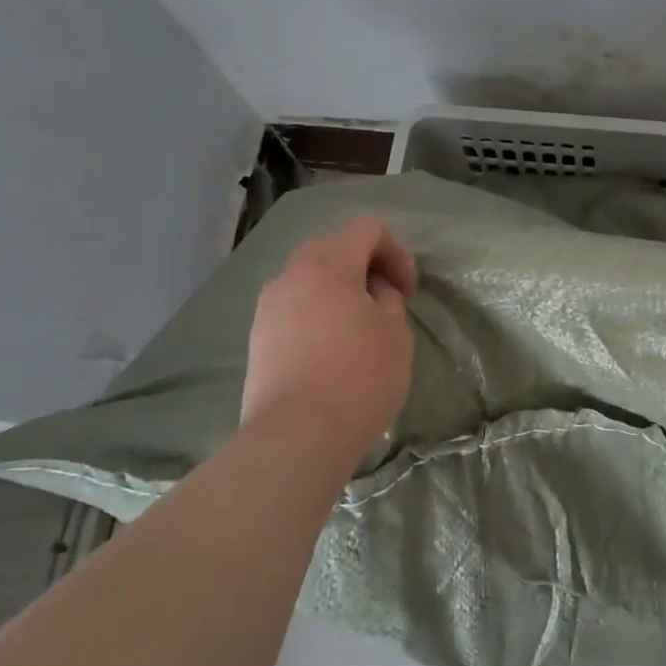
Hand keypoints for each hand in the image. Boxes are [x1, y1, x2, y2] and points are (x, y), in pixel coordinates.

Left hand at [239, 217, 416, 468]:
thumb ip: (388, 300)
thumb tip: (372, 293)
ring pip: (311, 278)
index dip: (397, 251)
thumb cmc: (358, 377)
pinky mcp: (258, 338)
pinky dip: (320, 313)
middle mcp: (290, 275)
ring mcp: (268, 307)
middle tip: (387, 302)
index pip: (367, 228)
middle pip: (334, 247)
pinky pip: (296, 307)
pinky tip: (335, 350)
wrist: (297, 436)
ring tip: (362, 327)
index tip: (407, 291)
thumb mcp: (395, 333)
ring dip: (342, 290)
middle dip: (367, 267)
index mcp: (327, 264)